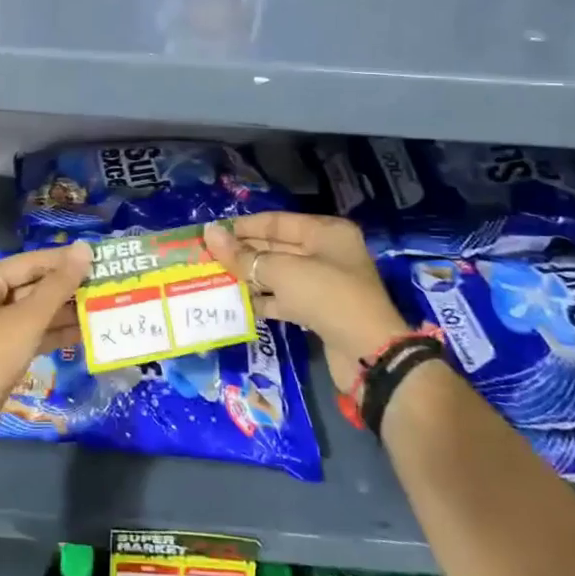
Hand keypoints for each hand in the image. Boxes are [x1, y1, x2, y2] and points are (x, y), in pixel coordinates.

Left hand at [0, 242, 90, 458]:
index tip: (100, 257)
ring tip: (103, 307)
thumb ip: (58, 285)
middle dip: (67, 287)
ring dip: (65, 311)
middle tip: (106, 283)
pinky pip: (31, 333)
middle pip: (32, 285)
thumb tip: (84, 249)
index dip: (65, 260)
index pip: (30, 261)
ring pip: (34, 311)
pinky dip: (54, 333)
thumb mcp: (27, 320)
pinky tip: (85, 333)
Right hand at [203, 214, 407, 375]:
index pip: (276, 222)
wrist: (367, 353)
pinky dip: (262, 300)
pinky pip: (284, 298)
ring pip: (278, 274)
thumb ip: (243, 255)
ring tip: (214, 278)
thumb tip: (209, 233)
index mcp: (325, 232)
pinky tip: (235, 303)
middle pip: (276, 247)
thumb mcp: (281, 271)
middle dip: (243, 253)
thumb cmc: (326, 296)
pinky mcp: (319, 311)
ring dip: (249, 277)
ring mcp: (324, 283)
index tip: (212, 233)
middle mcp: (326, 252)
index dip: (242, 227)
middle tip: (207, 257)